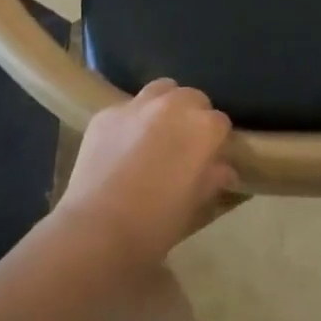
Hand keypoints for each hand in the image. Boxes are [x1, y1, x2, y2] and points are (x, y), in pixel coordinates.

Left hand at [56, 80, 236, 274]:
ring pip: (160, 90)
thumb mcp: (194, 205)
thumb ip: (212, 178)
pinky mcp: (106, 113)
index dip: (215, 141)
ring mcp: (137, 105)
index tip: (208, 158)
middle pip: (192, 97)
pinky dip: (131, 121)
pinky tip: (122, 145)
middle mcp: (173, 105)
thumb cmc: (156, 223)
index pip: (220, 122)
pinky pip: (126, 108)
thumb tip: (223, 168)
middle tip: (183, 144)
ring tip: (156, 133)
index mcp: (202, 127)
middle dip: (192, 116)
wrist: (97, 230)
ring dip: (164, 106)